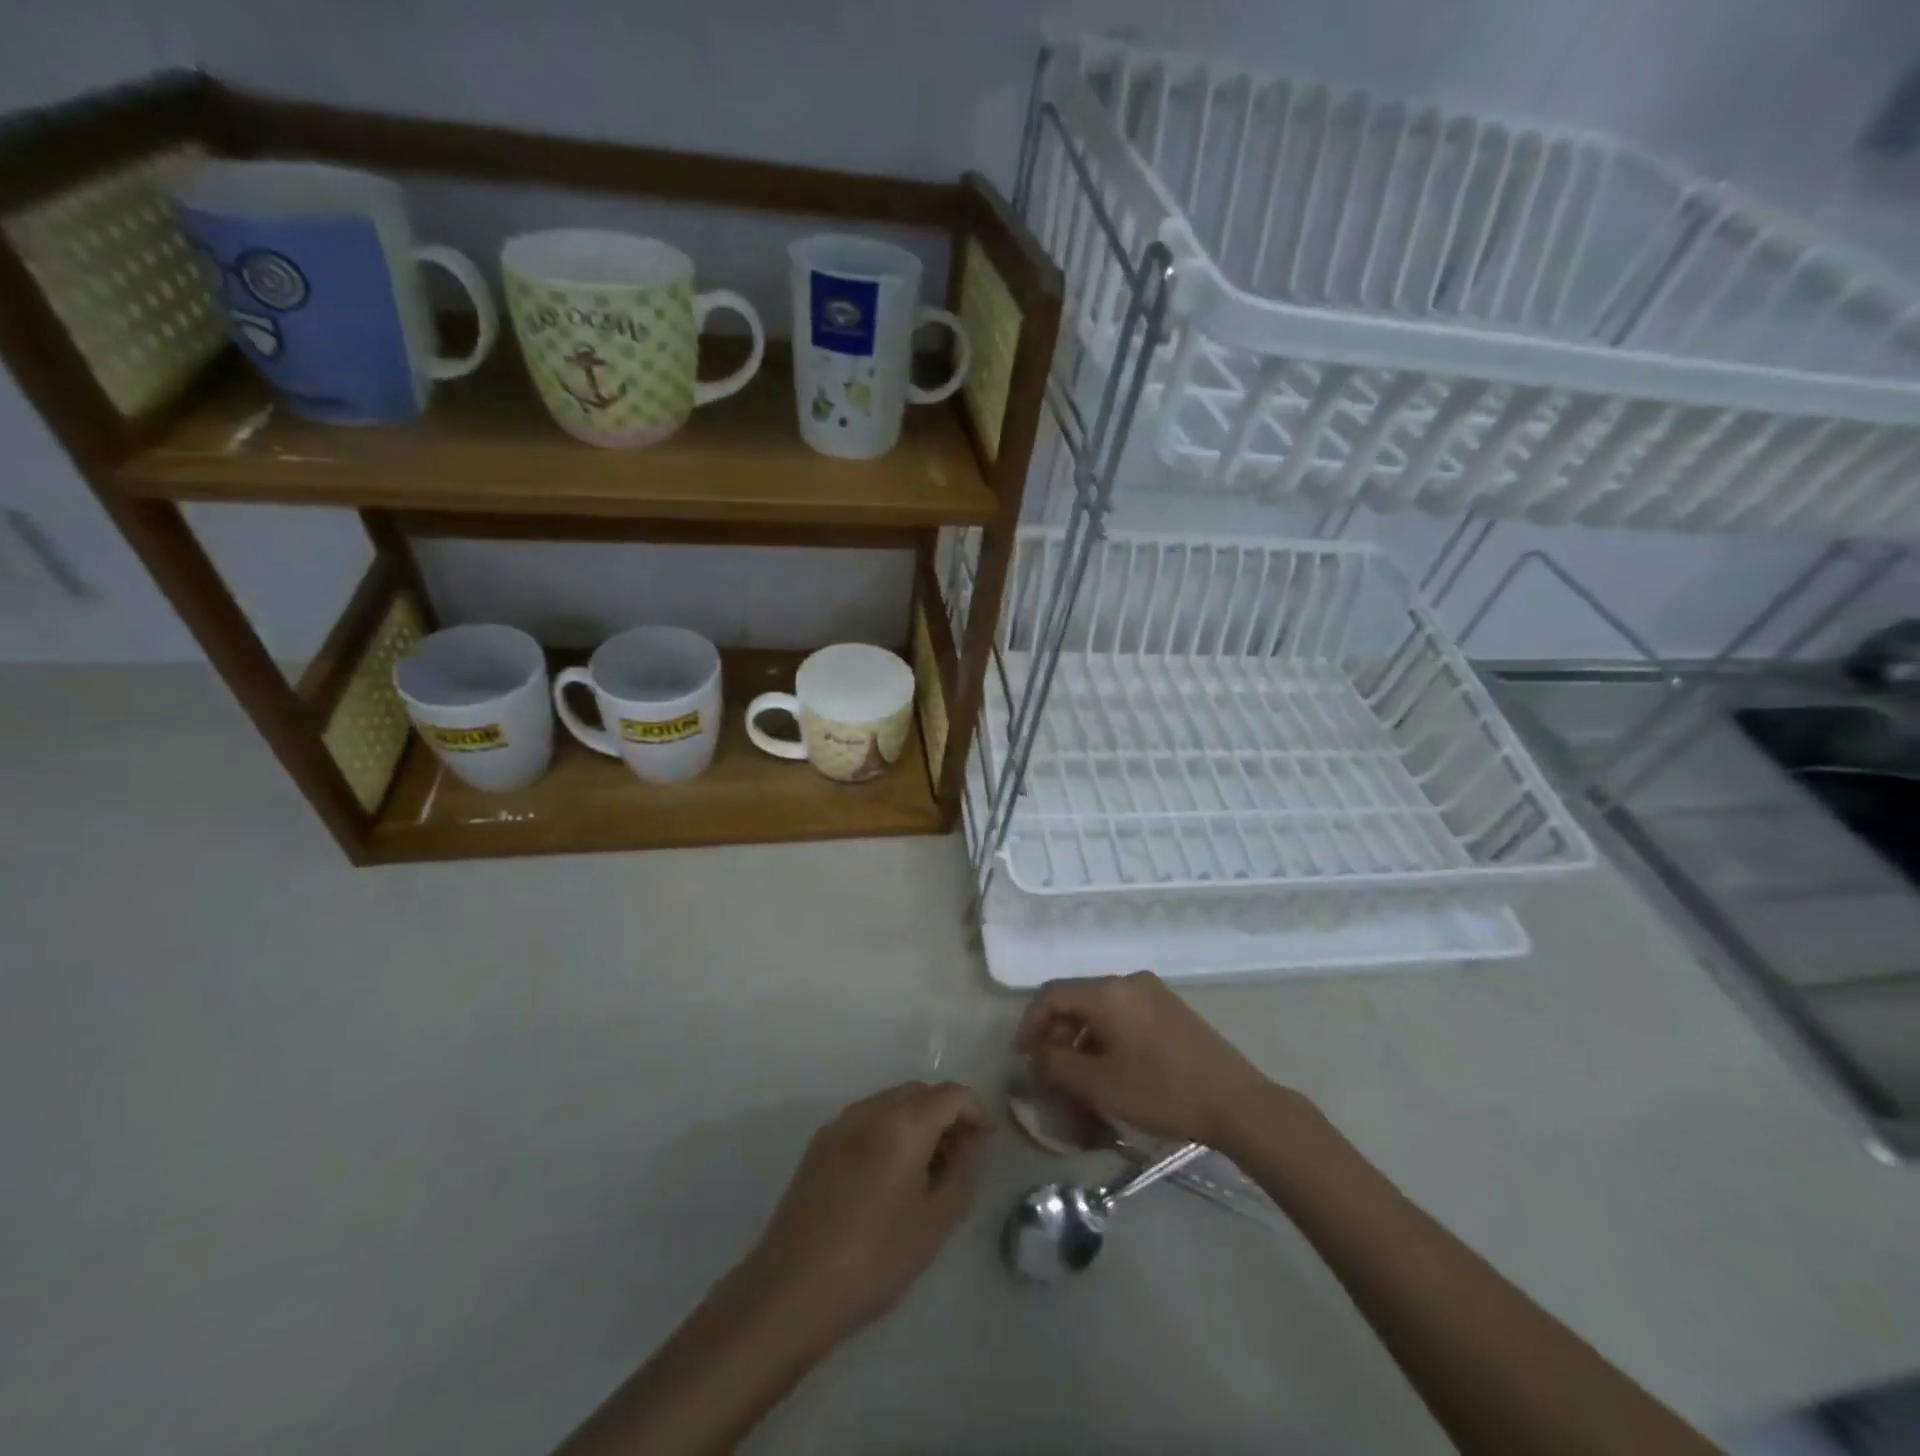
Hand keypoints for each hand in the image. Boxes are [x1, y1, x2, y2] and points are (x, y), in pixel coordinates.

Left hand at [739, 1082, 987, 1346]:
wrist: (792, 1290)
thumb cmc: (875, 1258)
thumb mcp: (935, 1220)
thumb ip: (963, 1169)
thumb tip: (974, 1138)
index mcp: (903, 1122)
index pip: (951, 1094)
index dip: (975, 1112)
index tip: (984, 1146)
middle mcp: (871, 1109)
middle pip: (920, 1092)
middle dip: (945, 1115)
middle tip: (957, 1160)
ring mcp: (840, 1123)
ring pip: (891, 1103)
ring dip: (916, 1122)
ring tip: (923, 1172)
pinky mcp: (819, 1143)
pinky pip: (866, 1120)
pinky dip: (887, 1131)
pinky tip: (886, 1178)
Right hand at [1013, 972, 1282, 1151]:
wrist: (1235, 1102)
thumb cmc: (1160, 1091)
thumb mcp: (1099, 1085)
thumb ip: (1056, 1065)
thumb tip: (1036, 1054)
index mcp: (1107, 992)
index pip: (1051, 994)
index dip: (1030, 1023)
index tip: (1022, 1056)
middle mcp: (1128, 981)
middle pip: (1076, 997)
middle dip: (1055, 1031)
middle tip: (1048, 1066)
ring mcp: (1153, 992)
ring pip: (1101, 1006)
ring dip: (1081, 1035)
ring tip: (1078, 1072)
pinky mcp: (1171, 1008)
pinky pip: (1124, 1012)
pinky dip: (1106, 1033)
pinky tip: (1111, 1065)